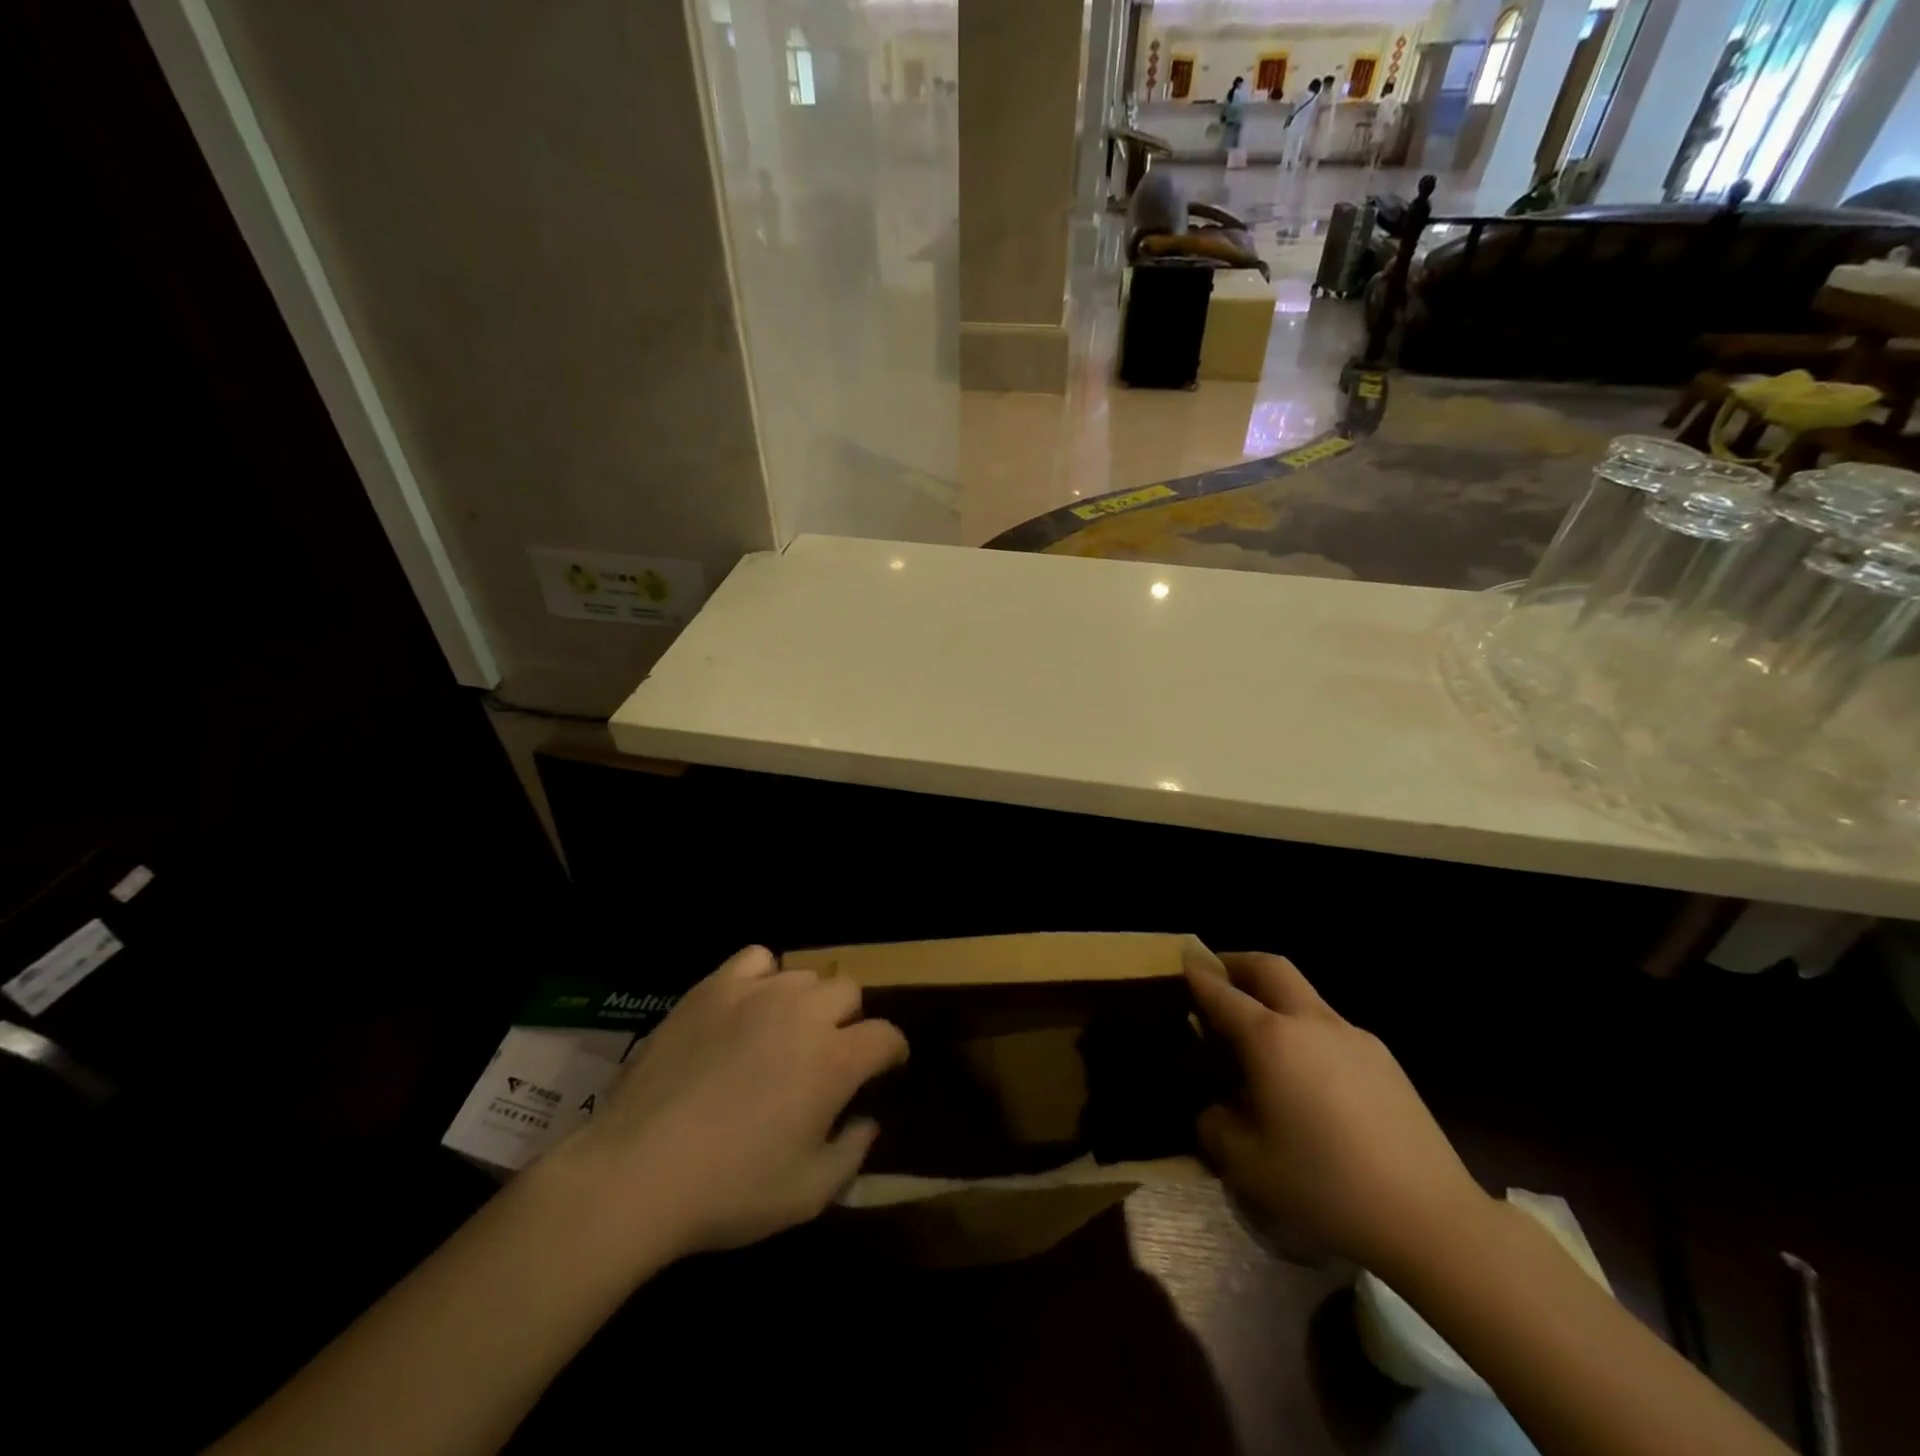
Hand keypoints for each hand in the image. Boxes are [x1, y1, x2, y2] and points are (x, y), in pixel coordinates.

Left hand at [567, 946, 906, 1259]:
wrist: (638, 1171)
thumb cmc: (730, 1190)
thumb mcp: (808, 1193)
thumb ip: (852, 1153)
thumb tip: (867, 1120)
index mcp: (835, 1059)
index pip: (886, 1035)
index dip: (891, 1051)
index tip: (885, 1066)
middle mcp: (804, 1013)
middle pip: (848, 992)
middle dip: (849, 1020)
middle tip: (827, 1053)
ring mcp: (757, 994)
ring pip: (804, 976)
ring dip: (807, 1002)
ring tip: (785, 1031)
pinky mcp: (714, 988)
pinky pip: (756, 959)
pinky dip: (763, 977)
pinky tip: (749, 1005)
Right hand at [1186, 950, 1490, 1277]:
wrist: (1433, 1219)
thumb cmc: (1327, 1187)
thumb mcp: (1248, 1166)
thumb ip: (1215, 1125)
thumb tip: (1215, 1107)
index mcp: (1272, 1040)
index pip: (1223, 994)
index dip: (1198, 976)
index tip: (1182, 962)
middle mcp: (1312, 1023)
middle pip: (1271, 968)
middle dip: (1238, 963)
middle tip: (1217, 977)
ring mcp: (1355, 1037)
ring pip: (1304, 996)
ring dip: (1274, 999)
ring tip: (1259, 1039)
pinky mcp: (1385, 1060)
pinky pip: (1331, 1028)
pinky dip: (1304, 1031)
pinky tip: (1306, 1078)